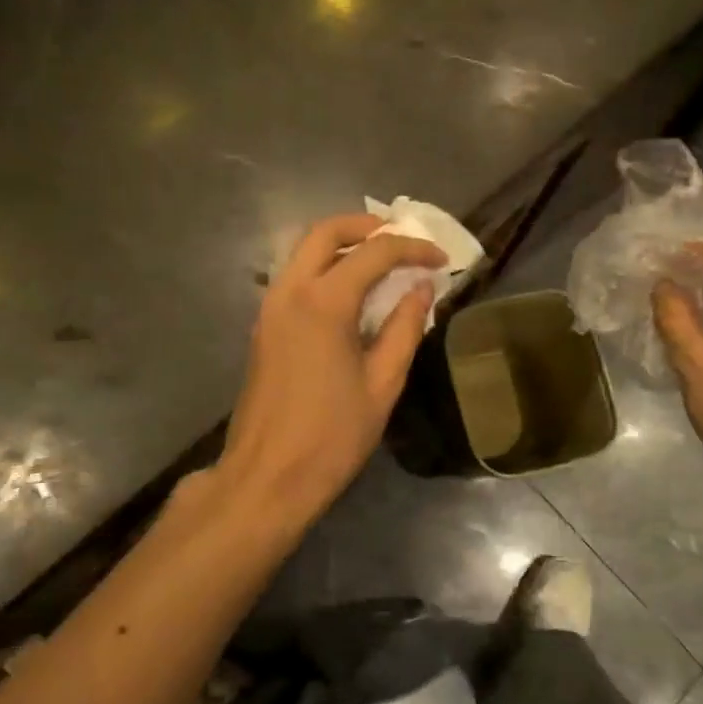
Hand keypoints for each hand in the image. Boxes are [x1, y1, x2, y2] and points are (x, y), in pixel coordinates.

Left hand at [219, 214, 445, 529]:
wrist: (266, 477)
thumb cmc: (332, 436)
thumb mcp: (383, 383)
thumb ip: (405, 328)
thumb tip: (421, 289)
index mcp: (323, 303)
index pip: (374, 252)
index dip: (412, 248)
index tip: (440, 259)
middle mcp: (290, 292)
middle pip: (325, 231)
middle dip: (367, 226)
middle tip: (402, 238)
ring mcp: (270, 307)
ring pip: (303, 250)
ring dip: (342, 244)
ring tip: (381, 260)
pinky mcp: (263, 326)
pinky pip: (294, 275)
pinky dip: (324, 266)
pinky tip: (352, 292)